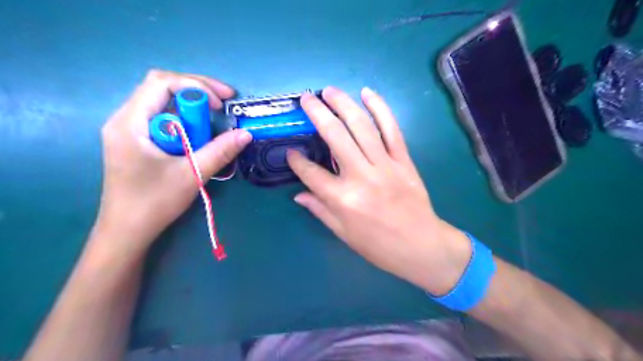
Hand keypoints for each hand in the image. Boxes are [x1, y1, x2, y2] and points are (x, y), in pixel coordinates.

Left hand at [94, 69, 249, 256]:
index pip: (161, 83)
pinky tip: (197, 133)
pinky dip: (184, 120)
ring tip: (214, 118)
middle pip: (161, 87)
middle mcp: (125, 119)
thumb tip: (246, 134)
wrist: (127, 231)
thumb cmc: (154, 203)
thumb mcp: (191, 175)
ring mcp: (129, 130)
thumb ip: (220, 152)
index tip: (222, 104)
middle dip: (196, 90)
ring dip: (191, 106)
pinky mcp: (136, 141)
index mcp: (130, 122)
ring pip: (162, 102)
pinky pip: (162, 118)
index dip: (196, 86)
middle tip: (224, 102)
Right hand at [290, 88, 470, 296]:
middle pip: (334, 136)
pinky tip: (367, 93)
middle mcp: (361, 177)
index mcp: (342, 200)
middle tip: (306, 98)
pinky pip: (392, 129)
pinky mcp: (404, 160)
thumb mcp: (343, 233)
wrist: (421, 246)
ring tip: (329, 90)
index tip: (290, 151)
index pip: (310, 173)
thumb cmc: (378, 246)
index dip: (296, 161)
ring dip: (343, 103)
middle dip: (317, 114)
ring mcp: (385, 165)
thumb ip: (320, 210)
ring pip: (361, 126)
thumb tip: (298, 195)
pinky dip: (380, 108)